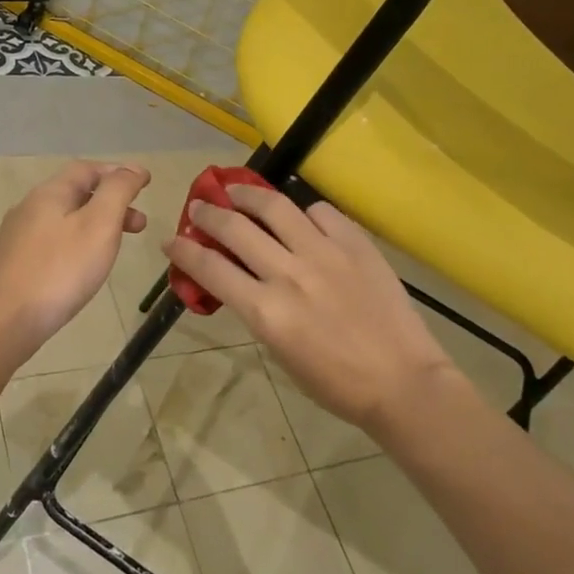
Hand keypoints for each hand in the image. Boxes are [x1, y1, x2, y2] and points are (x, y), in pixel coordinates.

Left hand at [0, 161, 150, 343]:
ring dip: (96, 224)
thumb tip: (133, 168)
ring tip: (116, 247)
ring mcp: (18, 236)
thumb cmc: (61, 270)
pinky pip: (53, 241)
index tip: (145, 184)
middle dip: (111, 203)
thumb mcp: (100, 224)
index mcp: (50, 193)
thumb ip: (118, 191)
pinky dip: (77, 242)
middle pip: (76, 193)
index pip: (87, 169)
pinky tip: (83, 266)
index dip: (118, 173)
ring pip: (65, 218)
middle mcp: (29, 207)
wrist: (7, 320)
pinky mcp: (14, 263)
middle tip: (139, 225)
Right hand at [162, 185, 454, 433]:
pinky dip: (303, 212)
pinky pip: (320, 212)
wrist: (402, 382)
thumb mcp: (280, 352)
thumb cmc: (335, 383)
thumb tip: (240, 279)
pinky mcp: (356, 244)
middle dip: (207, 214)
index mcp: (266, 312)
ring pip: (275, 207)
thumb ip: (257, 310)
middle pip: (235, 228)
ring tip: (236, 191)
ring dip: (247, 195)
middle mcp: (289, 274)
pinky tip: (300, 218)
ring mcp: (325, 254)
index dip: (184, 251)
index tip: (171, 240)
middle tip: (198, 206)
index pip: (211, 269)